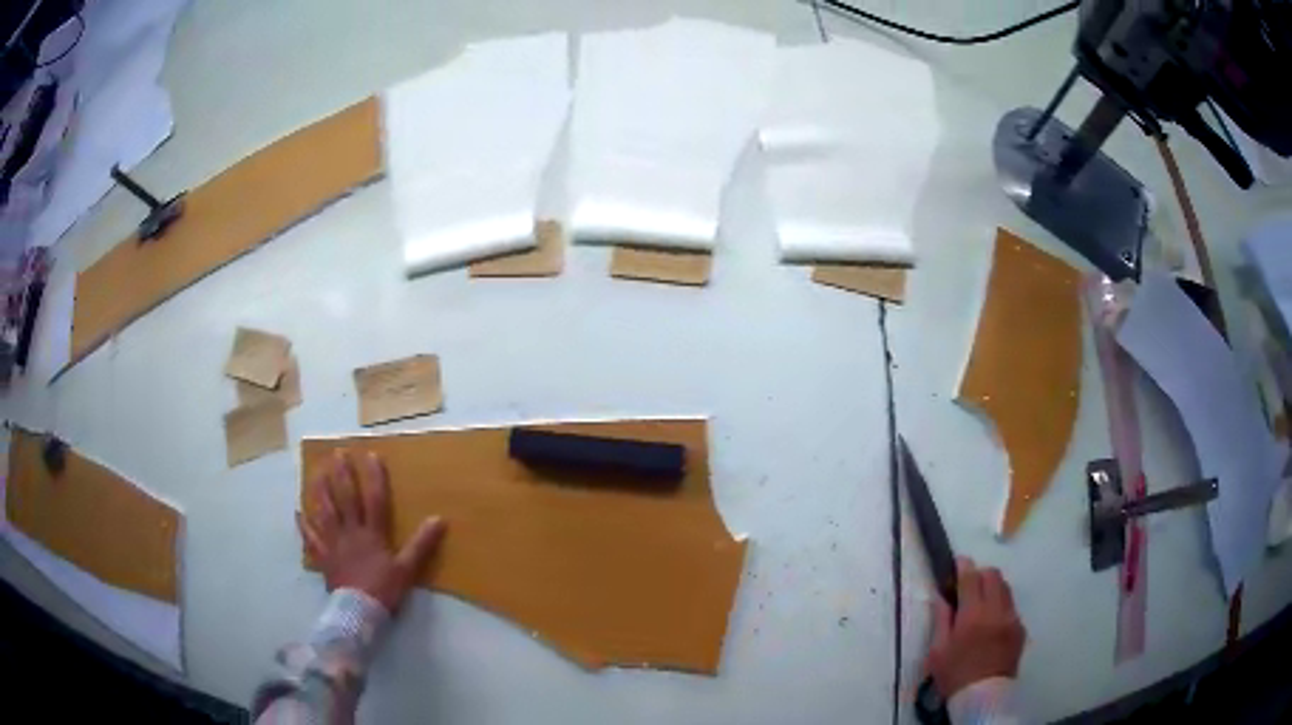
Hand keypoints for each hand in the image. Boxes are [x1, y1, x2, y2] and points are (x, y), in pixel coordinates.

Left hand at [297, 450, 446, 612]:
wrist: (358, 612)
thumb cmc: (384, 590)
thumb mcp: (407, 569)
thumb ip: (421, 544)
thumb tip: (439, 519)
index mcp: (372, 534)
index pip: (374, 499)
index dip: (373, 477)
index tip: (370, 455)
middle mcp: (350, 532)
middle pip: (345, 500)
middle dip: (341, 475)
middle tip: (336, 454)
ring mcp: (333, 544)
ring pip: (325, 512)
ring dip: (320, 491)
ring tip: (316, 473)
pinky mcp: (323, 558)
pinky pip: (311, 539)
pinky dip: (303, 525)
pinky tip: (297, 512)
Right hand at [925, 557, 1026, 698]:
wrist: (983, 697)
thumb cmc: (955, 674)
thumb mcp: (938, 651)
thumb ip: (941, 619)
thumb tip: (941, 596)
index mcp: (973, 614)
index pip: (971, 577)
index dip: (963, 566)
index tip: (958, 563)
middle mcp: (996, 610)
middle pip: (993, 575)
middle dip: (980, 574)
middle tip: (968, 586)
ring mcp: (1012, 618)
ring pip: (1005, 588)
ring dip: (992, 588)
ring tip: (981, 604)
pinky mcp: (1020, 628)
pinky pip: (1011, 607)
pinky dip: (1000, 606)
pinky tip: (991, 624)